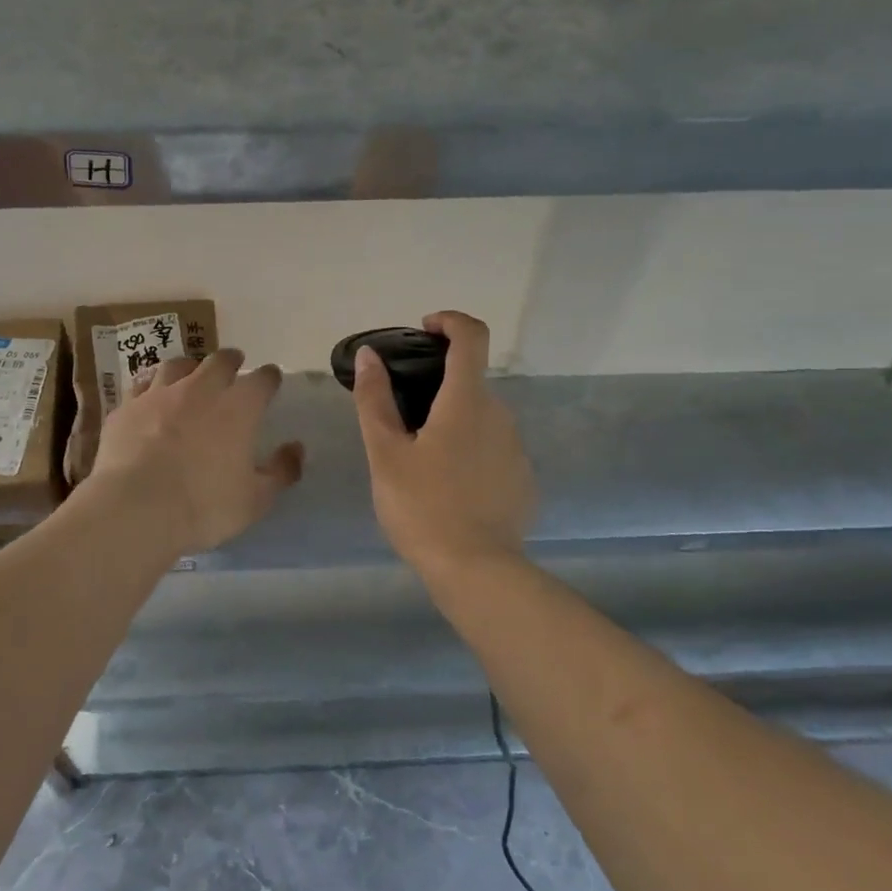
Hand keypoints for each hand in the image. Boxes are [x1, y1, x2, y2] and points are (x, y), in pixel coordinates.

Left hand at [91, 349, 305, 555]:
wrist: (135, 507)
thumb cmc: (204, 506)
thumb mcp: (255, 500)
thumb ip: (280, 471)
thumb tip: (296, 449)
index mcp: (238, 408)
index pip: (262, 380)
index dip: (269, 377)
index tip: (272, 379)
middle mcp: (200, 389)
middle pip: (219, 361)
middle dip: (230, 360)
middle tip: (234, 363)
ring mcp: (158, 395)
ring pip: (177, 366)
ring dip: (189, 366)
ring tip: (191, 372)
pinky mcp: (126, 408)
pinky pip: (141, 385)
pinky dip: (151, 387)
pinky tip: (149, 396)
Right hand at [352, 311, 536, 578]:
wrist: (476, 569)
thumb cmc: (422, 506)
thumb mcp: (385, 453)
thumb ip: (375, 399)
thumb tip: (369, 355)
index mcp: (467, 401)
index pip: (471, 336)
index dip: (449, 321)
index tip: (424, 330)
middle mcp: (500, 415)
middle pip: (471, 381)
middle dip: (438, 386)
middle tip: (401, 417)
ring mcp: (516, 448)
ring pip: (481, 418)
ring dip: (453, 421)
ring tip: (419, 459)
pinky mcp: (523, 479)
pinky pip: (493, 449)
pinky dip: (470, 451)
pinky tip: (447, 486)